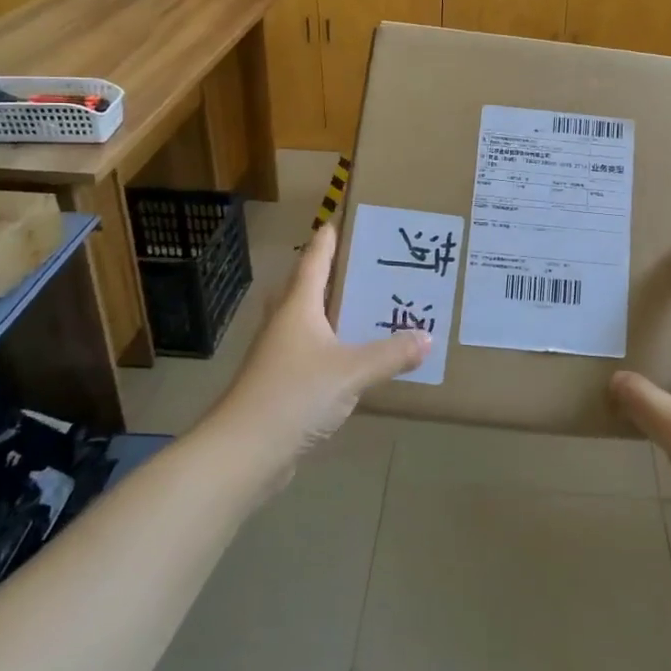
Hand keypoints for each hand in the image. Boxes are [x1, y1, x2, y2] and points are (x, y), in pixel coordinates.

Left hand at [214, 223, 428, 462]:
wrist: (245, 451)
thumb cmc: (295, 394)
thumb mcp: (352, 371)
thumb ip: (391, 354)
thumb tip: (426, 338)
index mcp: (298, 307)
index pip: (314, 261)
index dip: (327, 240)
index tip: (339, 219)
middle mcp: (285, 323)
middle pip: (306, 287)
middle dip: (331, 273)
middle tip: (364, 264)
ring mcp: (278, 355)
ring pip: (307, 321)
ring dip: (331, 311)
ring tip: (366, 306)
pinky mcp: (280, 384)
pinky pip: (311, 352)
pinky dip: (331, 346)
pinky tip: (352, 357)